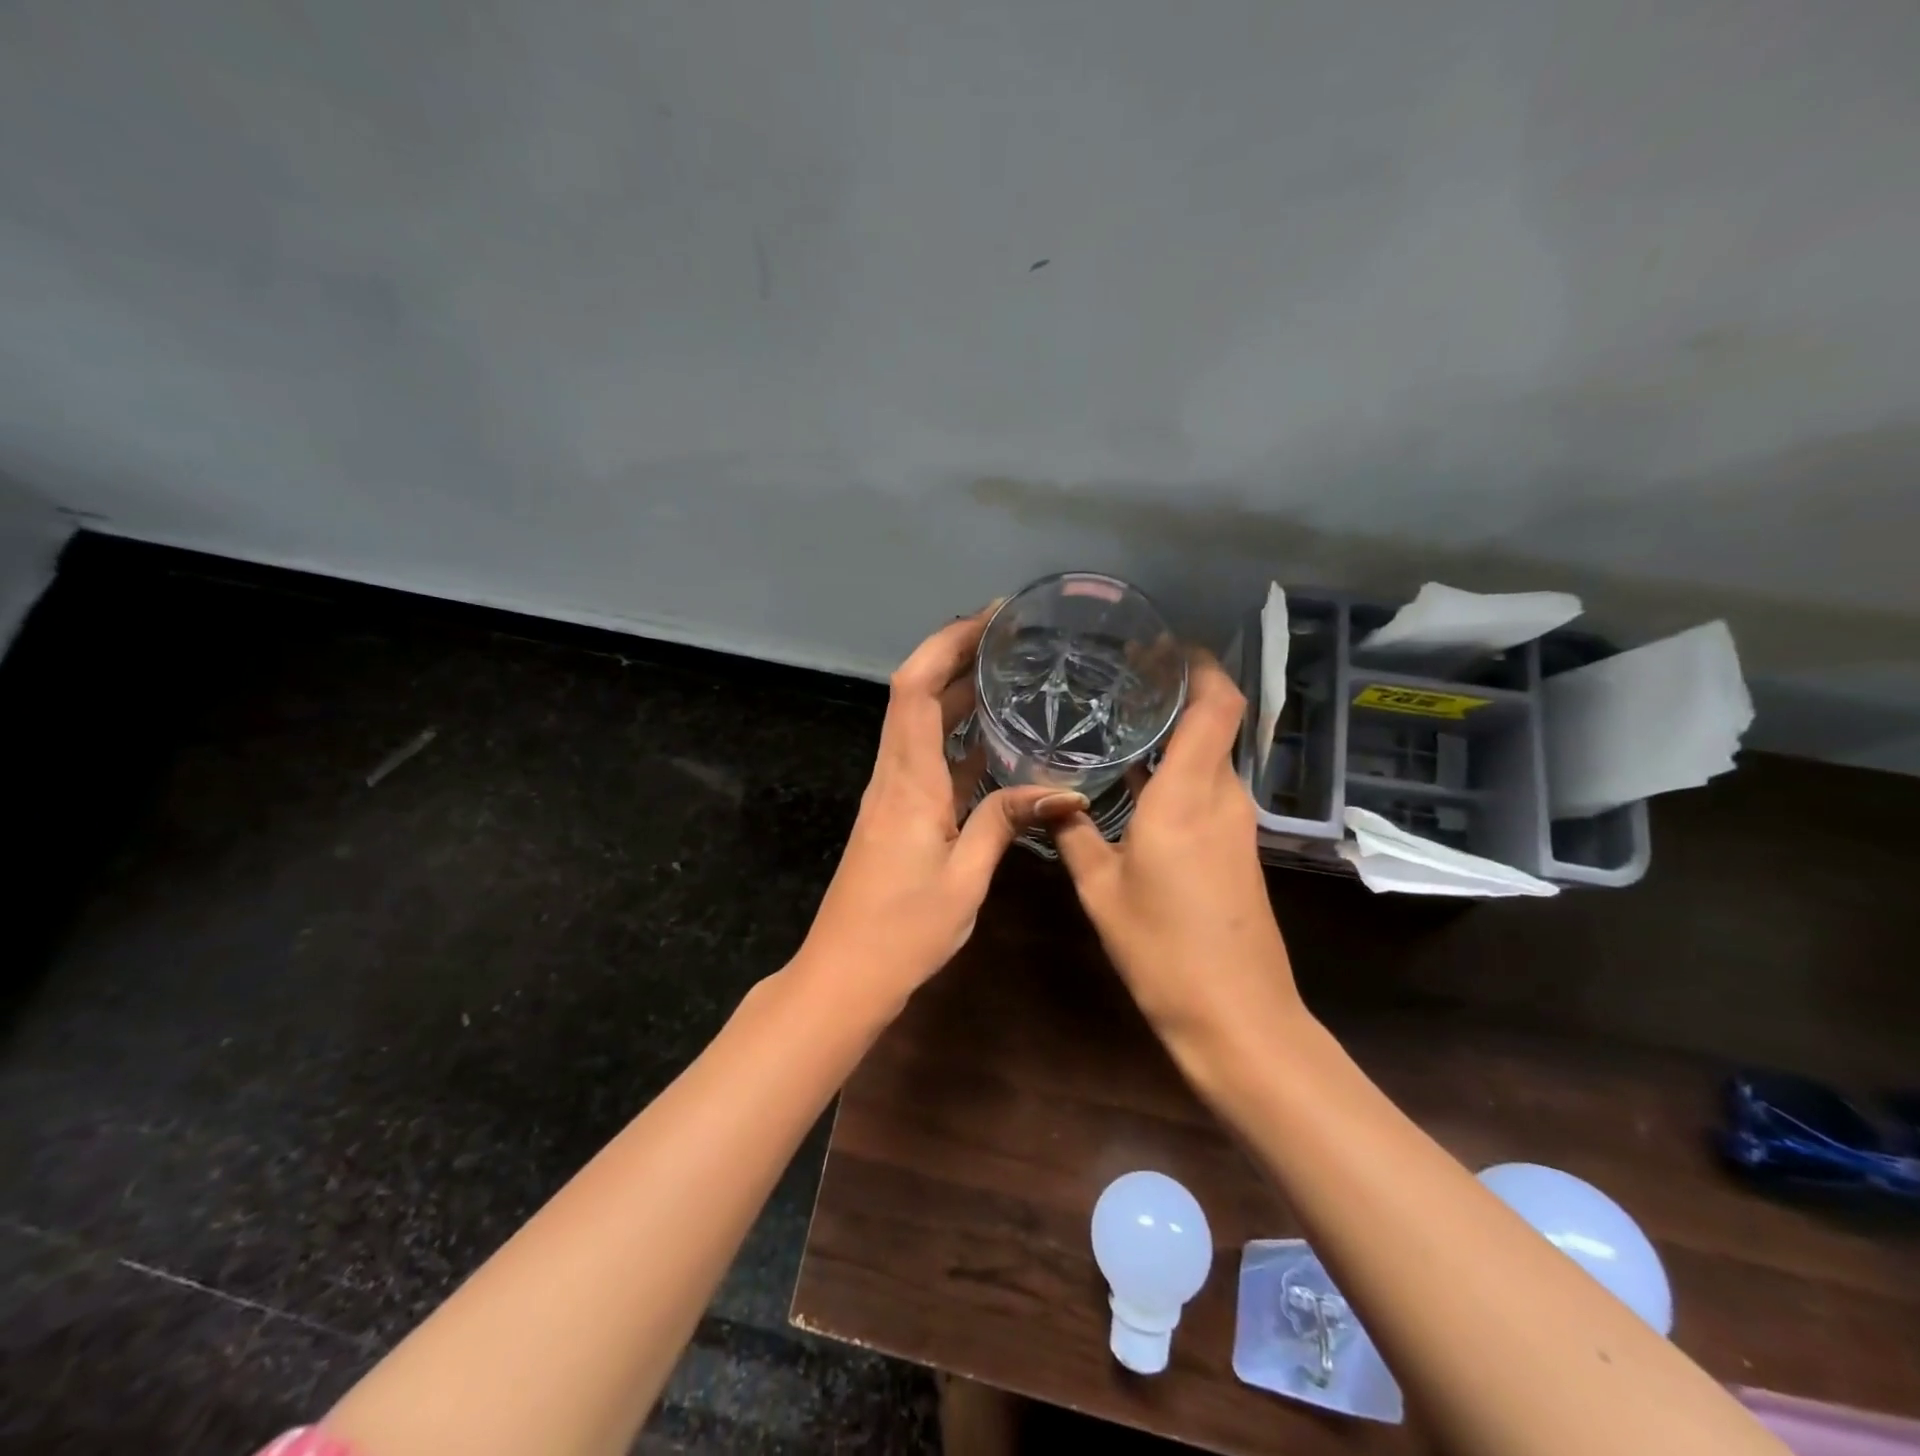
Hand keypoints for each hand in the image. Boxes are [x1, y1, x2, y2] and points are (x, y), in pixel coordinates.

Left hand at [798, 608, 1086, 1010]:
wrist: (843, 976)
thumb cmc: (901, 932)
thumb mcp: (965, 879)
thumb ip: (1004, 823)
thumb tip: (1062, 791)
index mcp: (908, 782)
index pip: (916, 689)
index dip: (946, 643)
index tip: (988, 618)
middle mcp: (895, 776)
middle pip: (917, 695)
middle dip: (957, 656)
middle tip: (1012, 638)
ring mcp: (893, 795)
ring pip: (922, 725)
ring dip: (959, 694)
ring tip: (1011, 675)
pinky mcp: (899, 815)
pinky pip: (929, 759)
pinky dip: (959, 739)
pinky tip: (996, 742)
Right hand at [1052, 650, 1303, 1070]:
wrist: (1237, 1017)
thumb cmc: (1163, 950)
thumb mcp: (1100, 890)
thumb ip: (1073, 834)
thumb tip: (1050, 799)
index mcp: (1188, 796)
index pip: (1216, 704)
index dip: (1199, 664)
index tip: (1160, 645)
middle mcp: (1222, 797)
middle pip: (1215, 722)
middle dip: (1177, 693)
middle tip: (1118, 679)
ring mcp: (1236, 824)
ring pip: (1210, 756)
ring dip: (1175, 734)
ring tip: (1119, 722)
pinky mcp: (1237, 847)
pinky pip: (1208, 788)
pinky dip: (1178, 770)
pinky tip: (1135, 781)